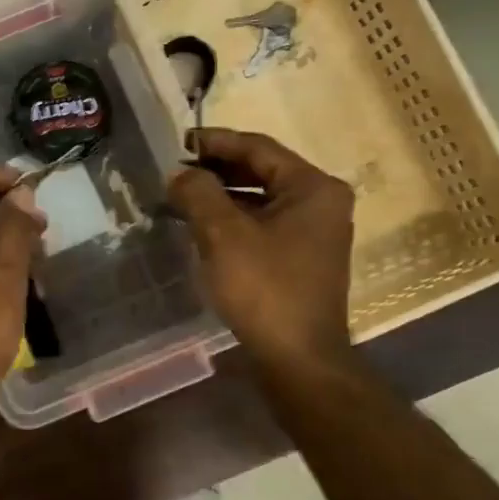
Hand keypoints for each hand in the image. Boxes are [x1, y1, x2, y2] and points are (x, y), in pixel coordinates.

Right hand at [168, 129, 357, 370]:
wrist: (298, 358)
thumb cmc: (265, 288)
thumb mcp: (223, 234)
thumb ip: (198, 193)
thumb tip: (180, 175)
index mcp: (313, 187)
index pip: (258, 148)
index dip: (216, 142)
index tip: (179, 142)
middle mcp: (321, 203)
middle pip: (262, 171)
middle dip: (217, 170)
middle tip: (177, 170)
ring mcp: (315, 232)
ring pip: (261, 199)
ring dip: (222, 196)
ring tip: (182, 197)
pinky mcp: (302, 258)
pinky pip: (264, 224)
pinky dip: (234, 220)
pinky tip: (203, 227)